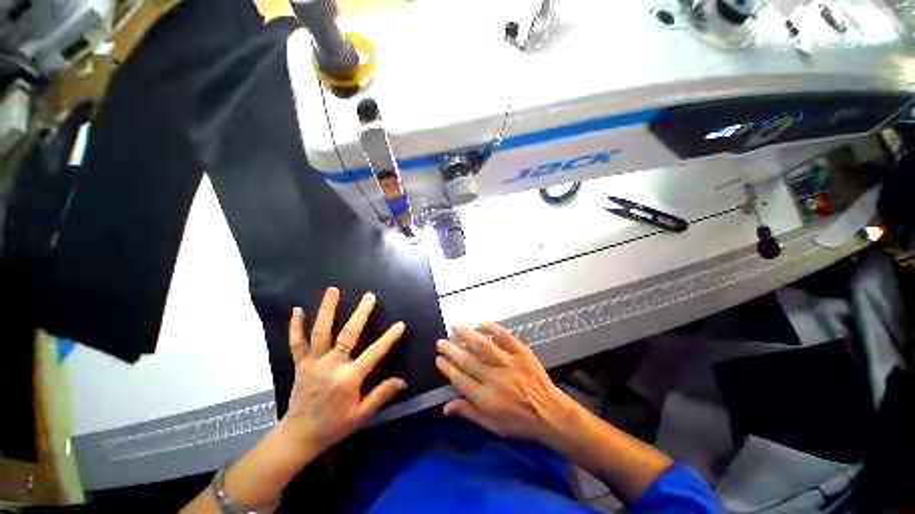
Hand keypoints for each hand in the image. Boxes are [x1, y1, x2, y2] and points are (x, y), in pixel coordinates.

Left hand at [282, 287, 406, 452]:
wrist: (299, 436)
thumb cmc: (334, 426)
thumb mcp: (361, 415)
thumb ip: (381, 395)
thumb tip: (403, 381)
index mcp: (349, 379)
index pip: (373, 354)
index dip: (388, 339)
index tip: (400, 324)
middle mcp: (331, 366)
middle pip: (347, 335)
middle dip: (360, 314)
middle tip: (369, 296)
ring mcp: (313, 363)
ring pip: (320, 332)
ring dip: (327, 310)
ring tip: (333, 290)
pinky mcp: (300, 364)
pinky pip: (296, 343)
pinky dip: (296, 326)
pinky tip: (297, 309)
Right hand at [435, 323, 577, 444]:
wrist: (550, 413)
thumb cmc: (519, 422)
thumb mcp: (493, 426)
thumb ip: (469, 412)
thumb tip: (445, 407)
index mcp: (487, 399)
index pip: (460, 380)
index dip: (447, 368)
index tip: (439, 359)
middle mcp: (495, 379)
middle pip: (468, 360)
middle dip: (451, 350)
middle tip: (441, 341)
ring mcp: (509, 363)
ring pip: (483, 345)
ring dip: (467, 334)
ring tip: (456, 327)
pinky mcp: (522, 352)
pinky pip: (505, 336)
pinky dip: (492, 328)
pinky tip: (481, 323)